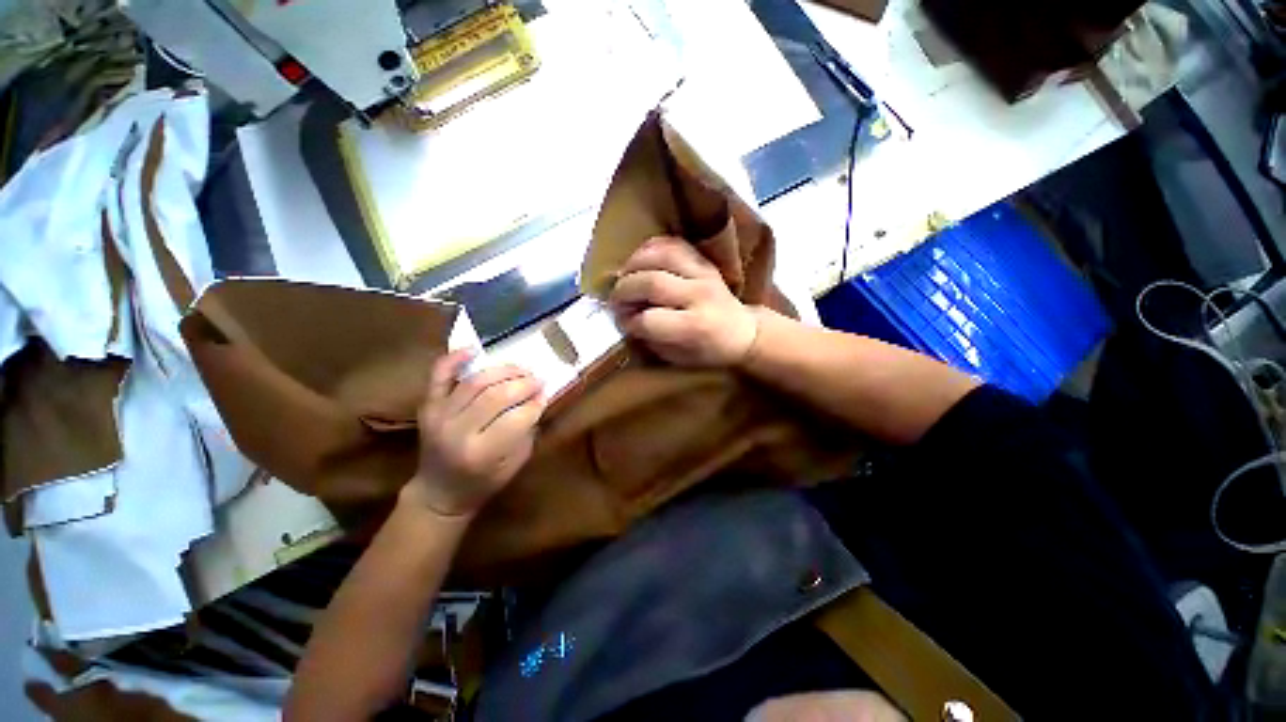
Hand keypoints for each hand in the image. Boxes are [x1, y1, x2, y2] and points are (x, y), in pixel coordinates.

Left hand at [405, 351, 544, 516]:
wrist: (439, 492)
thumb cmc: (483, 482)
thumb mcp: (515, 463)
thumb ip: (527, 430)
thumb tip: (538, 397)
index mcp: (481, 453)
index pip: (517, 418)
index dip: (535, 404)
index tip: (545, 396)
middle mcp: (457, 431)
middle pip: (496, 395)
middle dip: (524, 384)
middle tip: (538, 380)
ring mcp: (439, 415)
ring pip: (475, 381)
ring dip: (503, 370)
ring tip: (520, 370)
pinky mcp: (428, 405)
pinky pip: (439, 375)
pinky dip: (454, 358)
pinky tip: (474, 349)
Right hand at [609, 236, 759, 367]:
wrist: (744, 332)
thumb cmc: (709, 351)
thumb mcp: (679, 357)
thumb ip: (651, 338)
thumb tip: (624, 318)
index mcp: (695, 327)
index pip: (650, 320)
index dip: (629, 321)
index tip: (622, 322)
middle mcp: (699, 296)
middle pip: (651, 283)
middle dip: (624, 291)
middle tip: (614, 299)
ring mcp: (704, 274)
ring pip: (661, 255)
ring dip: (633, 263)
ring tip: (623, 275)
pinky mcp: (704, 262)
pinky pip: (674, 244)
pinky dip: (651, 248)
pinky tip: (639, 260)